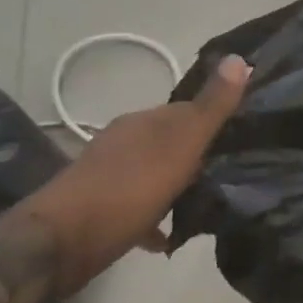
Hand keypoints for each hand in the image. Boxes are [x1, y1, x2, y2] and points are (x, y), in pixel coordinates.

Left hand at [26, 54, 250, 290]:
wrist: (58, 245)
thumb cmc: (127, 189)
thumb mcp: (179, 145)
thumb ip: (211, 107)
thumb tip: (239, 57)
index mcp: (144, 121)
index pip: (189, 109)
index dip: (217, 120)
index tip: (244, 137)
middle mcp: (125, 141)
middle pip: (172, 142)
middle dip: (199, 157)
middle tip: (231, 176)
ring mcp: (109, 174)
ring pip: (155, 173)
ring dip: (178, 187)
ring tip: (206, 207)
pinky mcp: (98, 209)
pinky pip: (137, 206)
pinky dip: (155, 217)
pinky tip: (167, 238)